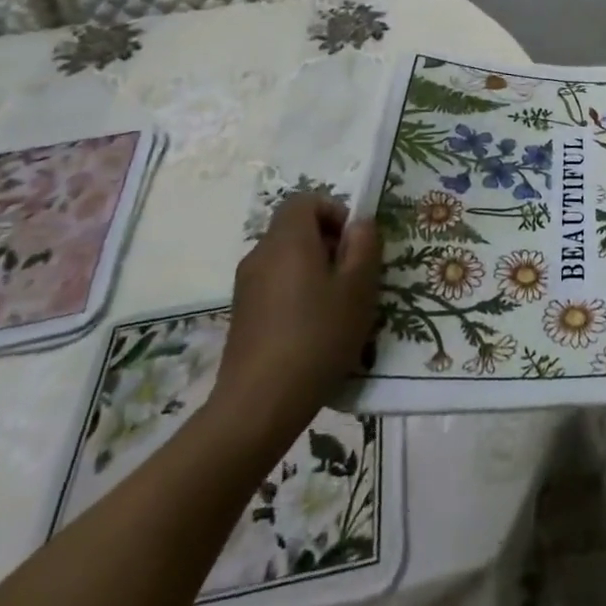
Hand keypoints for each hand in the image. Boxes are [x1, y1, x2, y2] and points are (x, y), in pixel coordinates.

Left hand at [211, 194, 380, 442]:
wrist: (259, 404)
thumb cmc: (318, 336)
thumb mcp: (359, 288)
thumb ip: (364, 246)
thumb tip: (360, 224)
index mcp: (288, 241)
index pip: (304, 200)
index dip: (333, 211)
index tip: (354, 242)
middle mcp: (261, 255)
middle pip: (295, 229)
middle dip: (328, 242)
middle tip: (354, 275)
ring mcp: (246, 286)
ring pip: (286, 259)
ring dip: (314, 270)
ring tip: (338, 306)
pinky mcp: (242, 315)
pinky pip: (275, 285)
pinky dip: (297, 293)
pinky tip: (314, 329)